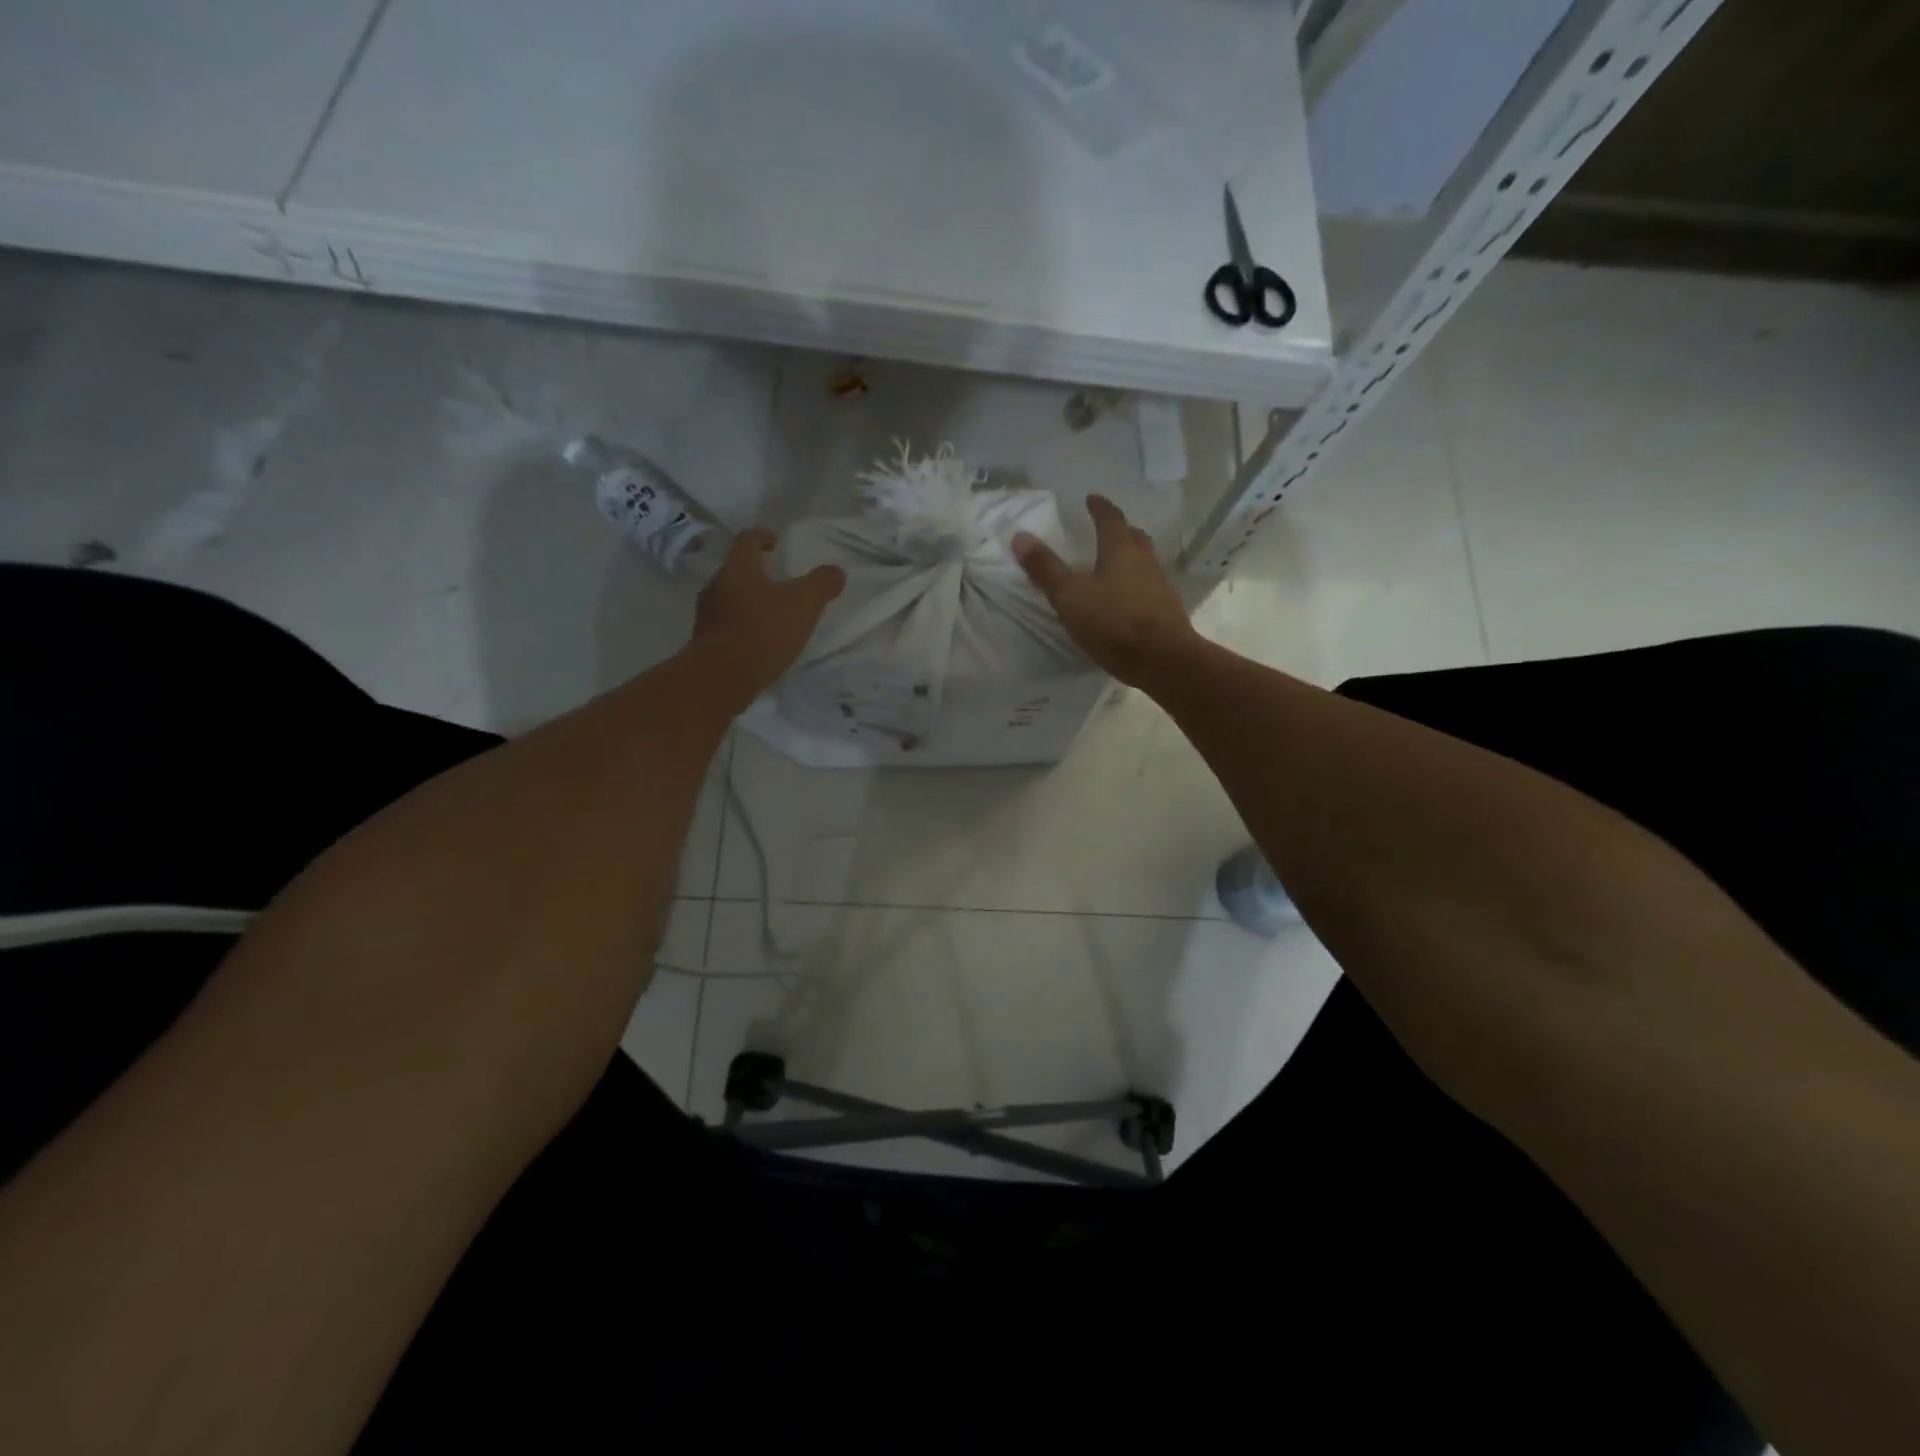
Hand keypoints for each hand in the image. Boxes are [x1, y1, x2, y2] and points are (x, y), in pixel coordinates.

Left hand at [693, 528, 844, 693]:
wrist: (723, 675)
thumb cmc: (764, 629)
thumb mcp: (804, 603)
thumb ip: (822, 584)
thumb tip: (836, 572)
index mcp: (738, 568)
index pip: (748, 540)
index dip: (763, 536)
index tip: (775, 542)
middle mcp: (716, 586)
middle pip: (736, 571)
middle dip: (756, 574)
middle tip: (777, 583)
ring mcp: (706, 616)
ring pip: (728, 600)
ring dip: (747, 603)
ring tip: (770, 616)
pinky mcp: (705, 643)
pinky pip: (726, 627)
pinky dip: (741, 628)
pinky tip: (758, 643)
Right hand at [1012, 495, 1197, 687]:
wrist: (1163, 659)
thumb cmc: (1113, 622)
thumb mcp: (1070, 596)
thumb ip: (1045, 569)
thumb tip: (1020, 536)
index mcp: (1120, 551)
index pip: (1111, 519)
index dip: (1100, 508)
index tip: (1092, 499)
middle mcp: (1144, 562)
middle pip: (1135, 538)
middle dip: (1121, 530)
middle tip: (1108, 529)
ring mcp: (1159, 587)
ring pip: (1145, 563)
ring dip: (1131, 558)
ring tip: (1115, 565)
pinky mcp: (1166, 612)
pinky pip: (1149, 589)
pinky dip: (1136, 586)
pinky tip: (1127, 601)